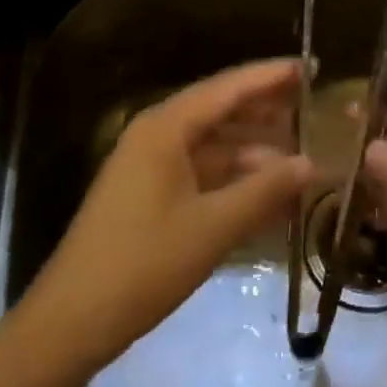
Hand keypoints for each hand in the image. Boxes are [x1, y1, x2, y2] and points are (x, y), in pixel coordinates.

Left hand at [22, 59, 312, 373]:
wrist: (72, 320)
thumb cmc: (144, 264)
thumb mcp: (213, 227)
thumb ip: (265, 190)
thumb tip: (311, 163)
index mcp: (166, 127)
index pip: (228, 87)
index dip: (270, 76)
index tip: (310, 65)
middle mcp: (156, 134)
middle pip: (220, 109)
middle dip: (266, 108)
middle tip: (313, 105)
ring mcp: (150, 164)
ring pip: (213, 143)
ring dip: (254, 148)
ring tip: (301, 152)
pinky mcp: (149, 193)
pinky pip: (201, 171)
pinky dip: (234, 177)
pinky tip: (268, 191)